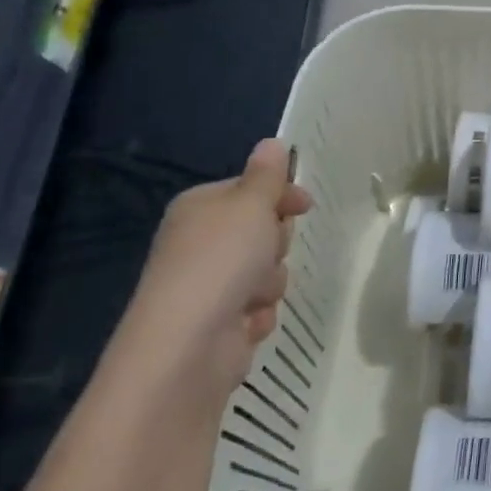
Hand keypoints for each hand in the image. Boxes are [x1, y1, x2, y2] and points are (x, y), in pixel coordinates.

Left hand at [113, 139, 311, 401]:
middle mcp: (199, 243)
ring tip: (253, 295)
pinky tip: (247, 323)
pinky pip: (259, 308)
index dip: (281, 195)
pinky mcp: (219, 324)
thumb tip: (272, 142)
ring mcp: (208, 286)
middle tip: (267, 251)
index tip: (304, 206)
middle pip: (263, 231)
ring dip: (270, 282)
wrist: (187, 349)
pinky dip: (259, 314)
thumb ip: (267, 175)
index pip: (251, 190)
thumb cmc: (219, 262)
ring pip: (267, 272)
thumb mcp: (250, 205)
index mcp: (200, 207)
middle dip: (275, 243)